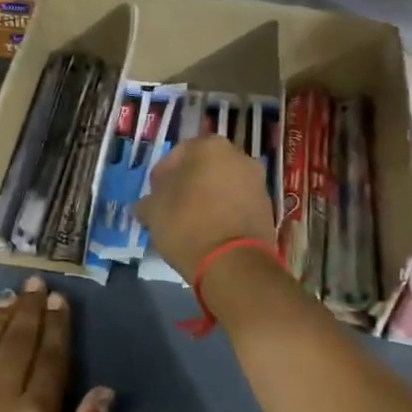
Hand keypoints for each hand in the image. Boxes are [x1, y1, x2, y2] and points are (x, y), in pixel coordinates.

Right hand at [135, 135, 276, 281]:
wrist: (234, 264)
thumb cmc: (188, 225)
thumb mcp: (153, 212)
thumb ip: (147, 202)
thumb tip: (144, 206)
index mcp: (209, 147)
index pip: (176, 155)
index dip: (161, 177)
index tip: (154, 197)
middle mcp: (238, 156)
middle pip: (202, 168)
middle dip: (186, 185)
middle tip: (170, 208)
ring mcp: (257, 182)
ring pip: (222, 185)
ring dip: (206, 198)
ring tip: (190, 223)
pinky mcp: (267, 207)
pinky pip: (237, 203)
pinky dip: (223, 212)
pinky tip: (209, 232)